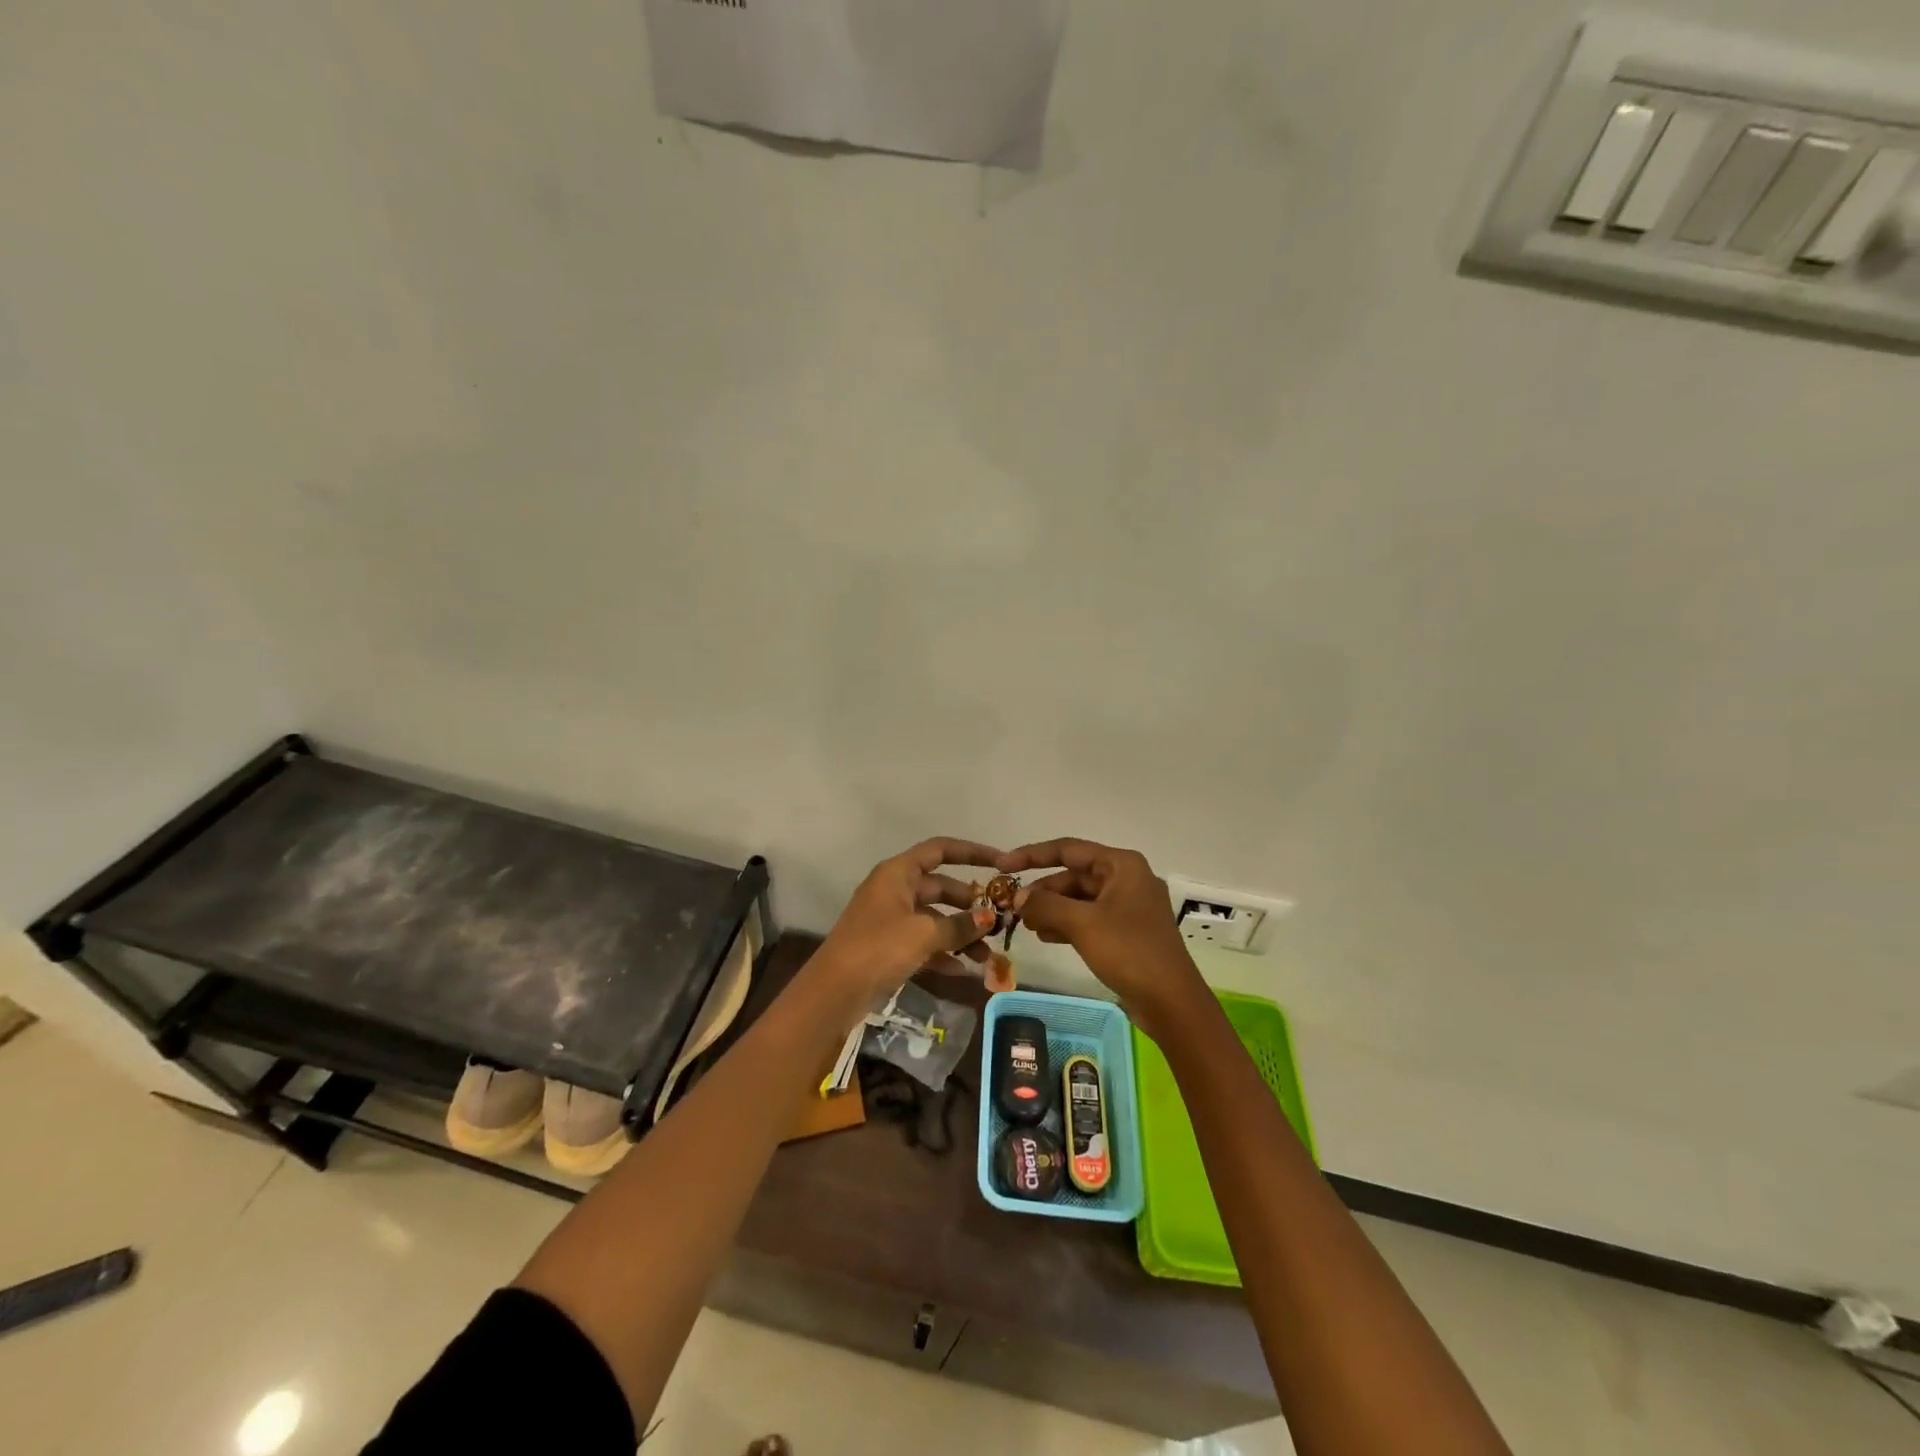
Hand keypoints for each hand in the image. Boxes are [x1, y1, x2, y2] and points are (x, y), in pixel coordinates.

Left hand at [814, 837, 1004, 1005]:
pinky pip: (924, 942)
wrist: (834, 992)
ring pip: (934, 918)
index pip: (940, 850)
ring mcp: (890, 919)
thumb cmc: (878, 948)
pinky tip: (966, 971)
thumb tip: (989, 918)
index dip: (972, 852)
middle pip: (940, 886)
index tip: (1002, 863)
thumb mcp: (923, 933)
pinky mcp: (888, 947)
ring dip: (961, 934)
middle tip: (999, 920)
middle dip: (970, 904)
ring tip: (987, 956)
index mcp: (898, 873)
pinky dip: (944, 953)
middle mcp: (894, 889)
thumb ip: (959, 925)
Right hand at [999, 838, 1207, 1037]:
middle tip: (1014, 908)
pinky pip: (1089, 917)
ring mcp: (1128, 906)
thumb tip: (1018, 897)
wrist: (1172, 1002)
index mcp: (1121, 865)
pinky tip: (1047, 937)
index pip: (1068, 849)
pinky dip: (1067, 924)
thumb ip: (1045, 905)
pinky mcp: (1127, 931)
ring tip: (1028, 926)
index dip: (1032, 855)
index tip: (1002, 866)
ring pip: (1080, 898)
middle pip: (1074, 875)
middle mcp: (1126, 878)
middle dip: (1043, 891)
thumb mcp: (1082, 924)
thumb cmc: (1129, 951)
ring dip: (1052, 909)